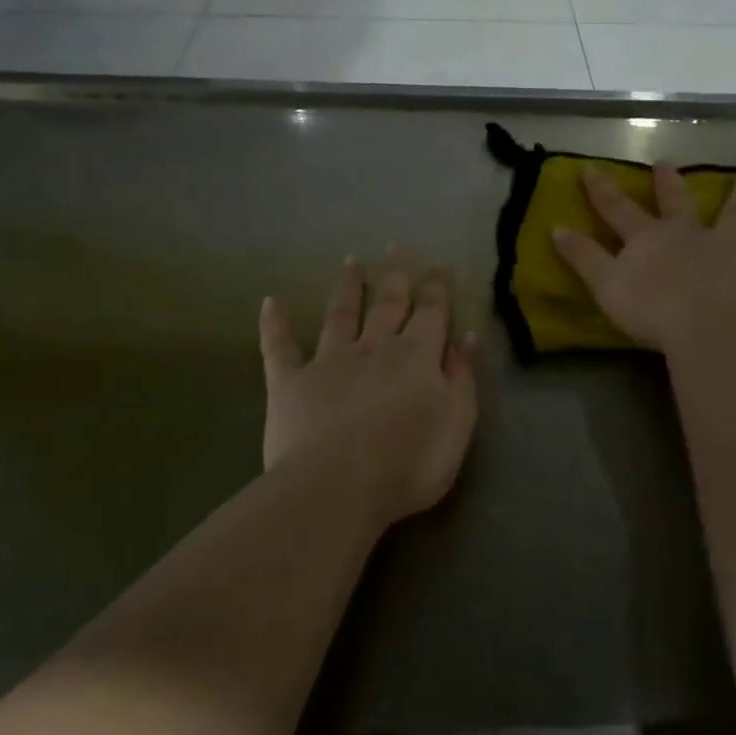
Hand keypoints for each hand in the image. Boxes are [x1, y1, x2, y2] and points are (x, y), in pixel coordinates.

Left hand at [259, 251, 477, 526]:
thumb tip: (465, 337)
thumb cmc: (410, 463)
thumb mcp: (457, 423)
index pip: (432, 312)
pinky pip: (280, 347)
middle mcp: (374, 347)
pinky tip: (270, 302)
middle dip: (395, 274)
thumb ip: (462, 377)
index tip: (439, 264)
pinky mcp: (289, 382)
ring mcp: (329, 361)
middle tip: (396, 247)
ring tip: (350, 262)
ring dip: (347, 287)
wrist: (338, 487)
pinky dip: (275, 324)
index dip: (437, 287)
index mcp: (417, 356)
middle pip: (388, 303)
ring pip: (340, 314)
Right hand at [552, 165, 735, 353]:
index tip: (590, 169)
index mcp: (648, 239)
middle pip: (676, 202)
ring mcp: (726, 245)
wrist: (711, 326)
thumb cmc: (653, 311)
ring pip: (733, 214)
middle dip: (668, 183)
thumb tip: (556, 229)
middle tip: (667, 162)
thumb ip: (583, 258)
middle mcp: (687, 233)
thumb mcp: (606, 287)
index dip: (601, 190)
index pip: (617, 209)